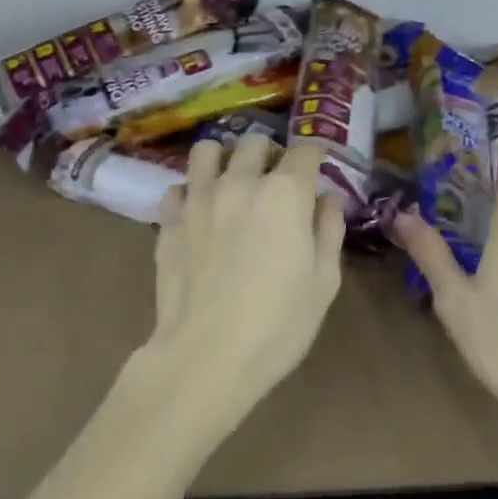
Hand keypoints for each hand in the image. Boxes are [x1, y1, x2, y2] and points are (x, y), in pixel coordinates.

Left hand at [144, 135, 344, 431]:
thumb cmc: (278, 324)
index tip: (315, 173)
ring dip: (224, 160)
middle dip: (269, 153)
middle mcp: (240, 182)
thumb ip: (329, 231)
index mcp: (285, 193)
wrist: (206, 357)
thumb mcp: (324, 282)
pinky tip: (199, 215)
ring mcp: (199, 198)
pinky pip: (178, 188)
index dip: (314, 157)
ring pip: (207, 150)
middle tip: (274, 182)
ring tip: (231, 184)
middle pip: (255, 141)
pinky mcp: (169, 220)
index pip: (305, 149)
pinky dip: (190, 193)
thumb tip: (327, 200)